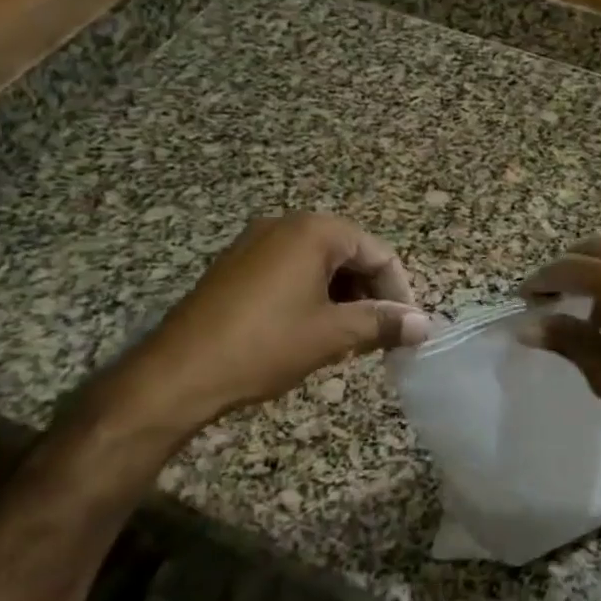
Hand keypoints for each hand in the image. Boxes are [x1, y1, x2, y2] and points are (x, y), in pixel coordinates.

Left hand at [93, 213, 429, 445]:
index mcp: (313, 232)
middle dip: (371, 294)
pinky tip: (311, 331)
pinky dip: (312, 297)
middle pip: (350, 254)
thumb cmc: (264, 346)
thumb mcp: (332, 335)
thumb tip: (424, 325)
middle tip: (380, 336)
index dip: (399, 291)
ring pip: (320, 265)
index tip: (408, 329)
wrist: (176, 374)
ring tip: (348, 338)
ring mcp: (255, 244)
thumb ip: (383, 324)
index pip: (378, 253)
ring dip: (343, 298)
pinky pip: (290, 272)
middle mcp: (285, 225)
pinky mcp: (236, 267)